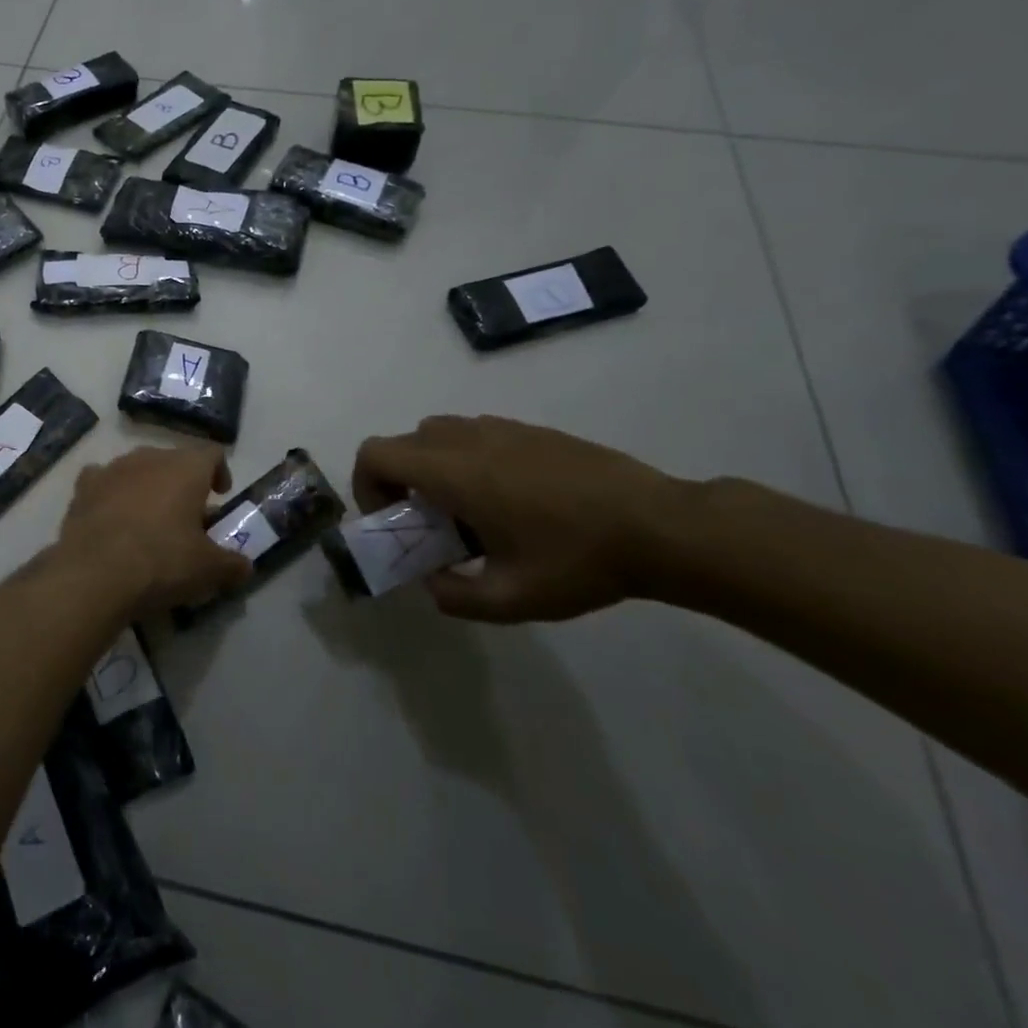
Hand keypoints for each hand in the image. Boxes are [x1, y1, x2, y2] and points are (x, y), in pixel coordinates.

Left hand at [52, 444, 253, 619]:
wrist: (94, 573)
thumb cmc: (162, 562)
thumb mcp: (209, 570)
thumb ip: (232, 564)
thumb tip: (244, 567)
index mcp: (186, 468)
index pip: (211, 454)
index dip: (220, 471)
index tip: (221, 494)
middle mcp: (149, 458)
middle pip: (173, 461)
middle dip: (182, 484)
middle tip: (188, 517)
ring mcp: (112, 469)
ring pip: (138, 470)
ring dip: (147, 488)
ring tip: (150, 521)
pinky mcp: (83, 487)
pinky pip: (103, 481)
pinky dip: (112, 495)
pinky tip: (112, 518)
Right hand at [352, 415, 684, 621]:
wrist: (660, 526)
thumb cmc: (578, 560)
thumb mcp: (511, 599)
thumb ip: (454, 596)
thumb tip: (431, 582)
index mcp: (452, 472)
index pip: (375, 454)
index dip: (367, 485)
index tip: (393, 519)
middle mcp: (467, 439)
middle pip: (402, 442)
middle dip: (398, 479)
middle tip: (428, 520)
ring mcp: (501, 428)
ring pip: (438, 433)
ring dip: (431, 466)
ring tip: (467, 509)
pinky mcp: (530, 430)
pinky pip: (475, 434)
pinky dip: (466, 459)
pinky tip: (509, 499)